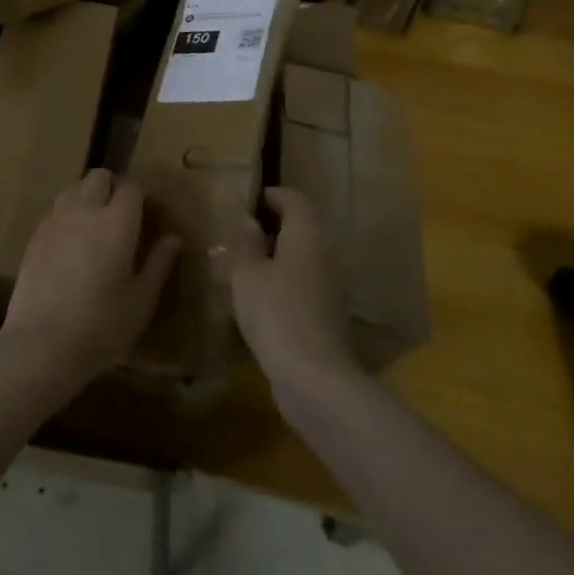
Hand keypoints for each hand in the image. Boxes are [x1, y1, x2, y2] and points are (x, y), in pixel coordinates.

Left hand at [0, 170, 180, 399]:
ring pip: (74, 187)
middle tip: (123, 216)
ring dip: (88, 196)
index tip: (150, 213)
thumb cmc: (101, 326)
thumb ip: (158, 264)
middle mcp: (85, 209)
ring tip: (96, 225)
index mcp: (116, 221)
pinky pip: (56, 209)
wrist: (42, 343)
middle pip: (100, 176)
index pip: (132, 186)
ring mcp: (56, 219)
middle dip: (114, 187)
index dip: (143, 195)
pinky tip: (72, 242)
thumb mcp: (141, 301)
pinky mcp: (35, 234)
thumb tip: (173, 239)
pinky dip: (68, 214)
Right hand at [231, 187, 359, 389]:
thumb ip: (248, 244)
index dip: (272, 195)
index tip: (249, 201)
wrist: (314, 379)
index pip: (294, 198)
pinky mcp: (328, 317)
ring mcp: (330, 288)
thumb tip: (252, 223)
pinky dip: (285, 283)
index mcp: (306, 234)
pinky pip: (304, 286)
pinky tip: (261, 299)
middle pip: (302, 228)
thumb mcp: (247, 273)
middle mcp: (324, 255)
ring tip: (246, 265)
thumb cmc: (275, 312)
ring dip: (279, 257)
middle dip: (274, 226)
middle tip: (242, 233)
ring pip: (304, 259)